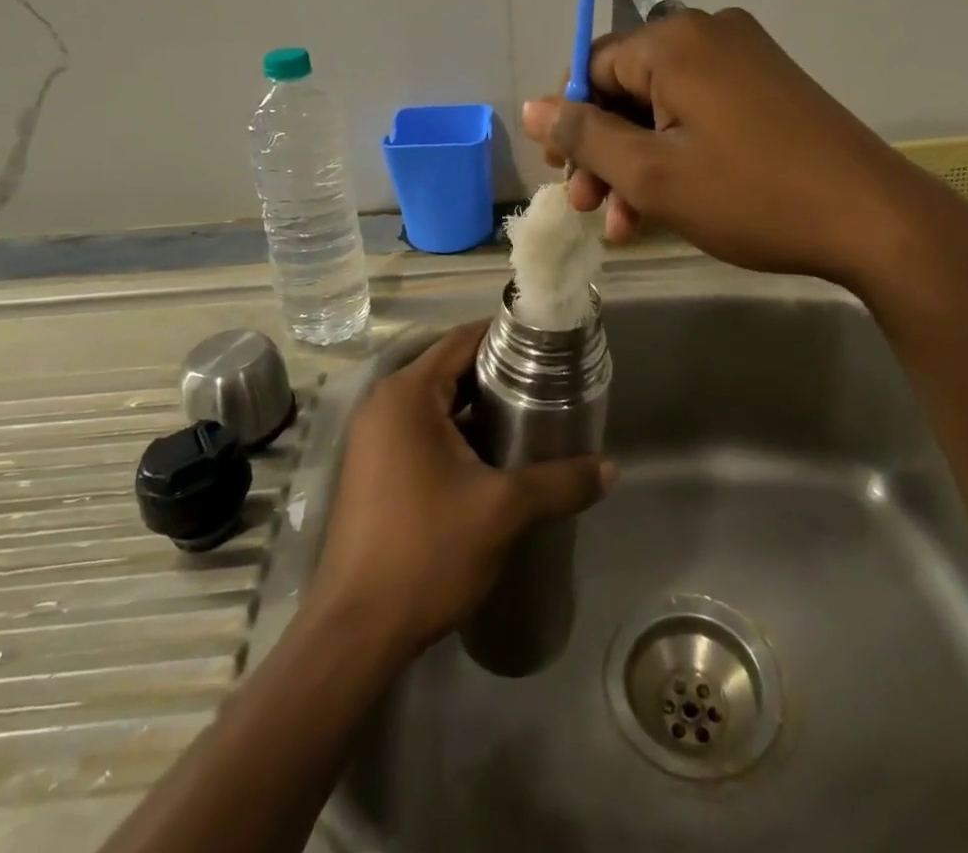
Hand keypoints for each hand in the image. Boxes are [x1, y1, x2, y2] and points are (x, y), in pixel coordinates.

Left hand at [308, 322, 614, 659]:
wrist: (356, 633)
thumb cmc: (426, 552)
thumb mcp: (503, 511)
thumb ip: (560, 482)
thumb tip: (611, 468)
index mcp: (407, 395)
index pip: (463, 340)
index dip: (507, 336)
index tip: (549, 345)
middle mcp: (385, 405)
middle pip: (451, 368)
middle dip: (499, 373)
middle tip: (550, 383)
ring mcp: (375, 439)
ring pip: (438, 403)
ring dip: (480, 407)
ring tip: (533, 416)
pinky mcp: (375, 469)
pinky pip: (424, 431)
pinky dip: (459, 433)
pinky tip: (497, 456)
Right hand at [521, 8, 911, 283]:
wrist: (872, 218)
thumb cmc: (751, 194)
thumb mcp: (652, 174)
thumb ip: (585, 137)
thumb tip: (533, 109)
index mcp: (675, 41)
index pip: (593, 67)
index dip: (570, 122)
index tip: (565, 176)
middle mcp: (709, 34)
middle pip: (628, 87)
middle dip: (604, 151)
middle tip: (592, 208)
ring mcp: (746, 58)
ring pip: (664, 107)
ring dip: (638, 162)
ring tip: (627, 224)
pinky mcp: (770, 86)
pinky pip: (702, 112)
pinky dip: (678, 153)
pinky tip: (670, 203)